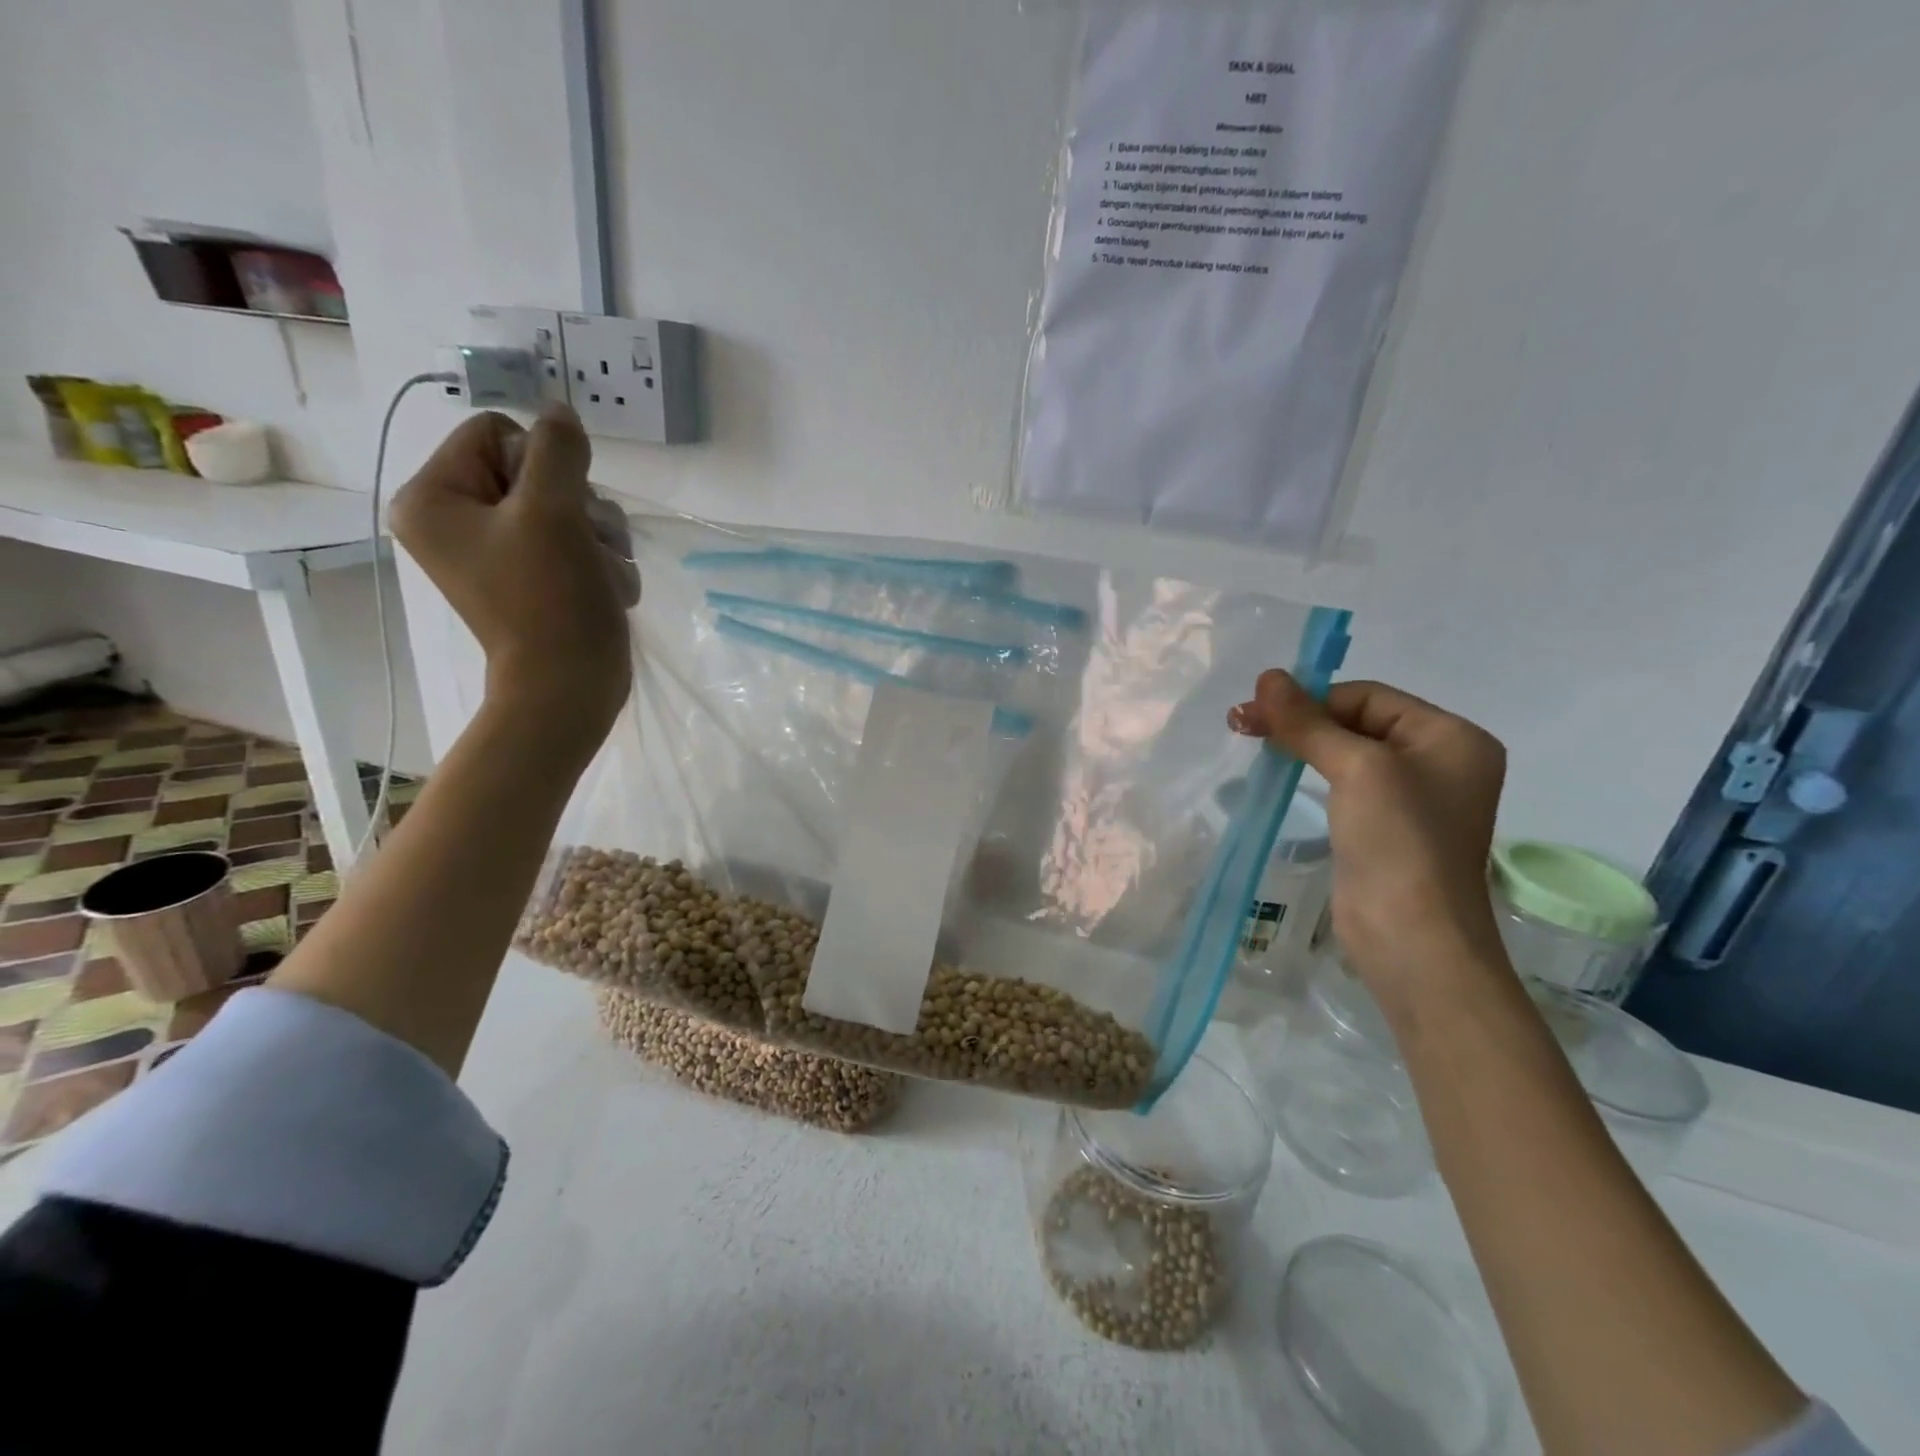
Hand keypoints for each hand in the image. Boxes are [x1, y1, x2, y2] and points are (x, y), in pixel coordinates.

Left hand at [391, 405, 636, 749]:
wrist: (570, 687)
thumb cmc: (551, 599)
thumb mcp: (555, 510)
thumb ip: (558, 449)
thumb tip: (560, 411)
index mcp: (433, 498)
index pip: (497, 433)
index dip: (543, 464)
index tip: (555, 510)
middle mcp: (457, 521)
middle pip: (536, 472)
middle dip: (579, 508)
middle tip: (586, 546)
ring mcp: (498, 552)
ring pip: (567, 508)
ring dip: (600, 538)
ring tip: (600, 574)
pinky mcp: (532, 577)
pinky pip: (575, 542)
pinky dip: (599, 563)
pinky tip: (603, 589)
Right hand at [1229, 670, 1510, 1011]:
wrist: (1413, 939)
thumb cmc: (1398, 841)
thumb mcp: (1355, 768)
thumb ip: (1309, 721)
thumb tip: (1267, 676)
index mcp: (1451, 737)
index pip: (1368, 696)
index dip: (1311, 699)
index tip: (1254, 710)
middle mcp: (1438, 761)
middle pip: (1357, 721)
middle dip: (1300, 719)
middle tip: (1241, 722)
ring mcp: (1411, 798)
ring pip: (1346, 752)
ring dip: (1300, 743)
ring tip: (1252, 741)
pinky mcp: (1384, 829)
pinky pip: (1345, 784)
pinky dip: (1310, 773)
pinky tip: (1279, 772)